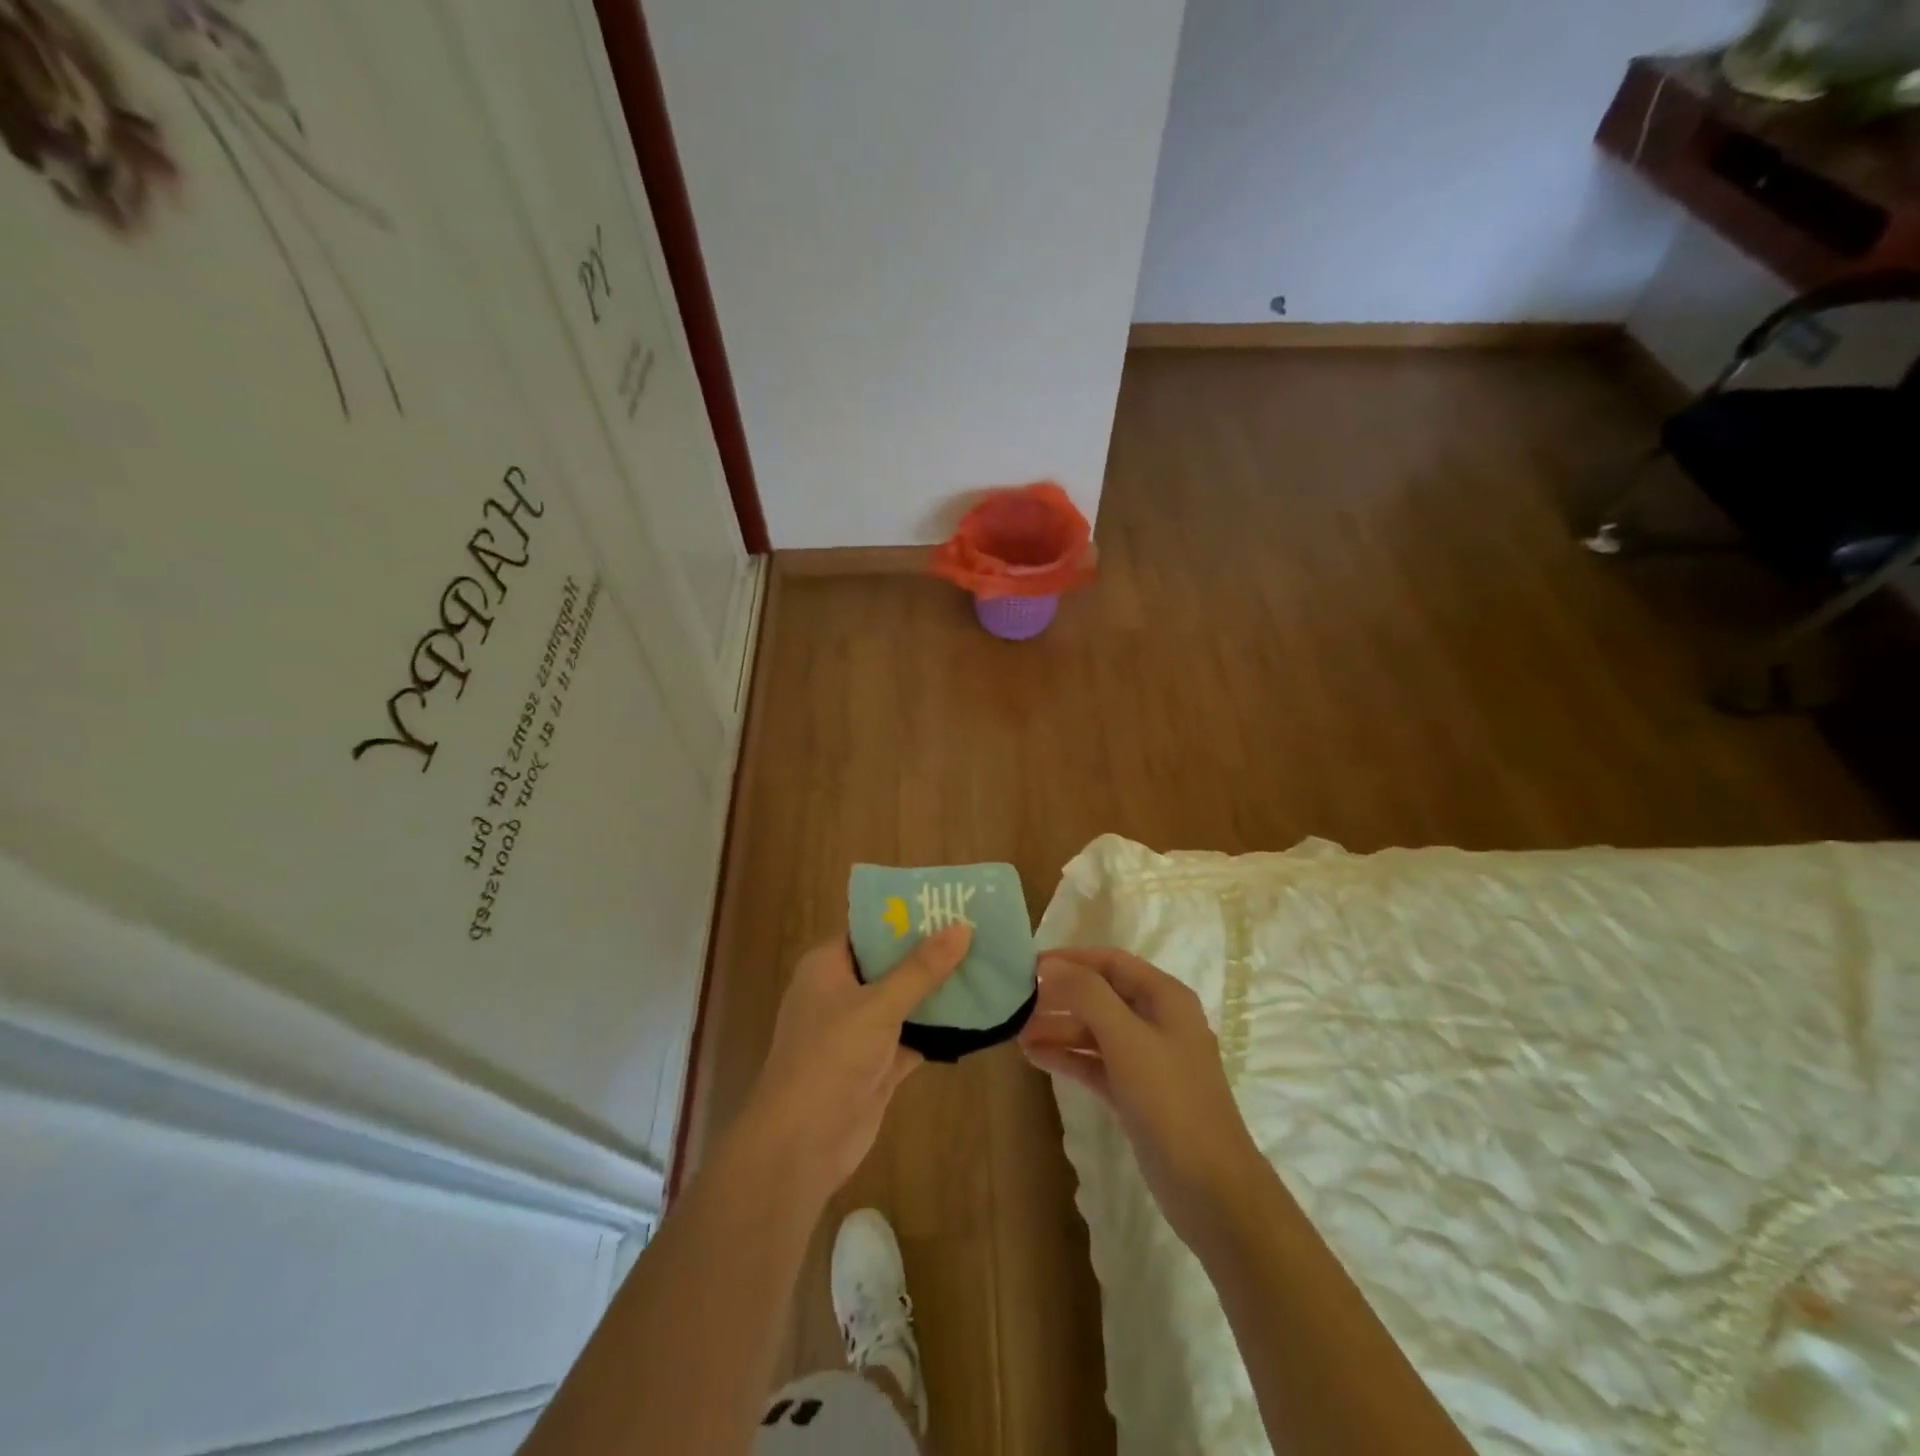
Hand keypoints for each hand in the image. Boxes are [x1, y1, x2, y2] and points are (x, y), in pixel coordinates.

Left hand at [736, 927, 970, 1204]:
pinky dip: (939, 1029)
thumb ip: (921, 969)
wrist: (802, 1145)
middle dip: (930, 952)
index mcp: (828, 966)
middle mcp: (841, 993)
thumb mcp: (878, 1005)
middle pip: (891, 963)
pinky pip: (913, 1036)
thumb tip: (961, 927)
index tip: (949, 903)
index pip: (869, 929)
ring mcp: (859, 1031)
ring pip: (905, 1001)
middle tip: (979, 932)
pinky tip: (977, 1015)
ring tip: (985, 965)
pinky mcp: (877, 1065)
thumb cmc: (830, 1058)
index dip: (906, 915)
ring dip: (938, 990)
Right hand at [1019, 946, 1262, 1249]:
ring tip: (1017, 1033)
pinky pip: (1097, 1063)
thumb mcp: (1126, 1039)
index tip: (1028, 964)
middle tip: (1017, 1002)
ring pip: (1096, 1031)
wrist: (1212, 1189)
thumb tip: (1050, 966)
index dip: (1071, 959)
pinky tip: (1036, 1057)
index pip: (1111, 962)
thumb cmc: (1170, 1101)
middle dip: (1060, 996)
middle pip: (1101, 995)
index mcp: (1165, 998)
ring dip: (1059, 1028)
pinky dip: (1069, 1057)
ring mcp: (1148, 1060)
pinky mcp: (1138, 1094)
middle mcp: (1158, 1021)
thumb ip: (1087, 996)